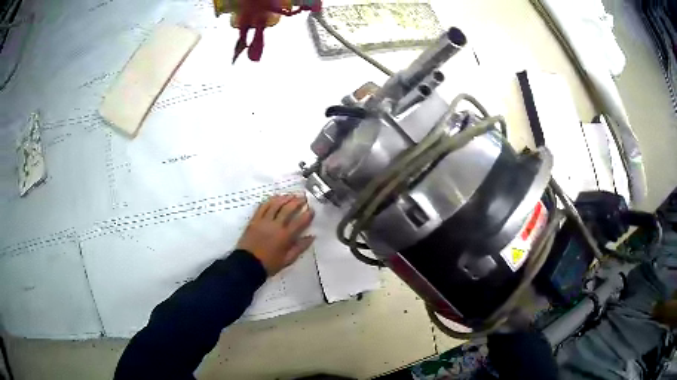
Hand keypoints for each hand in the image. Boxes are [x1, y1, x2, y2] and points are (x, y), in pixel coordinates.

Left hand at [237, 194, 314, 275]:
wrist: (247, 264)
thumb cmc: (269, 264)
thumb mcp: (288, 260)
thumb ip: (300, 247)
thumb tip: (312, 236)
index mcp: (285, 236)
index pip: (300, 221)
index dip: (307, 214)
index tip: (312, 209)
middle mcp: (275, 225)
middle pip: (288, 209)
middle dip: (297, 201)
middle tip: (303, 198)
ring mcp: (263, 221)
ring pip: (275, 204)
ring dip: (285, 198)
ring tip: (291, 195)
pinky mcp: (254, 220)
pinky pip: (262, 206)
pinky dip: (270, 200)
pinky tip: (275, 198)